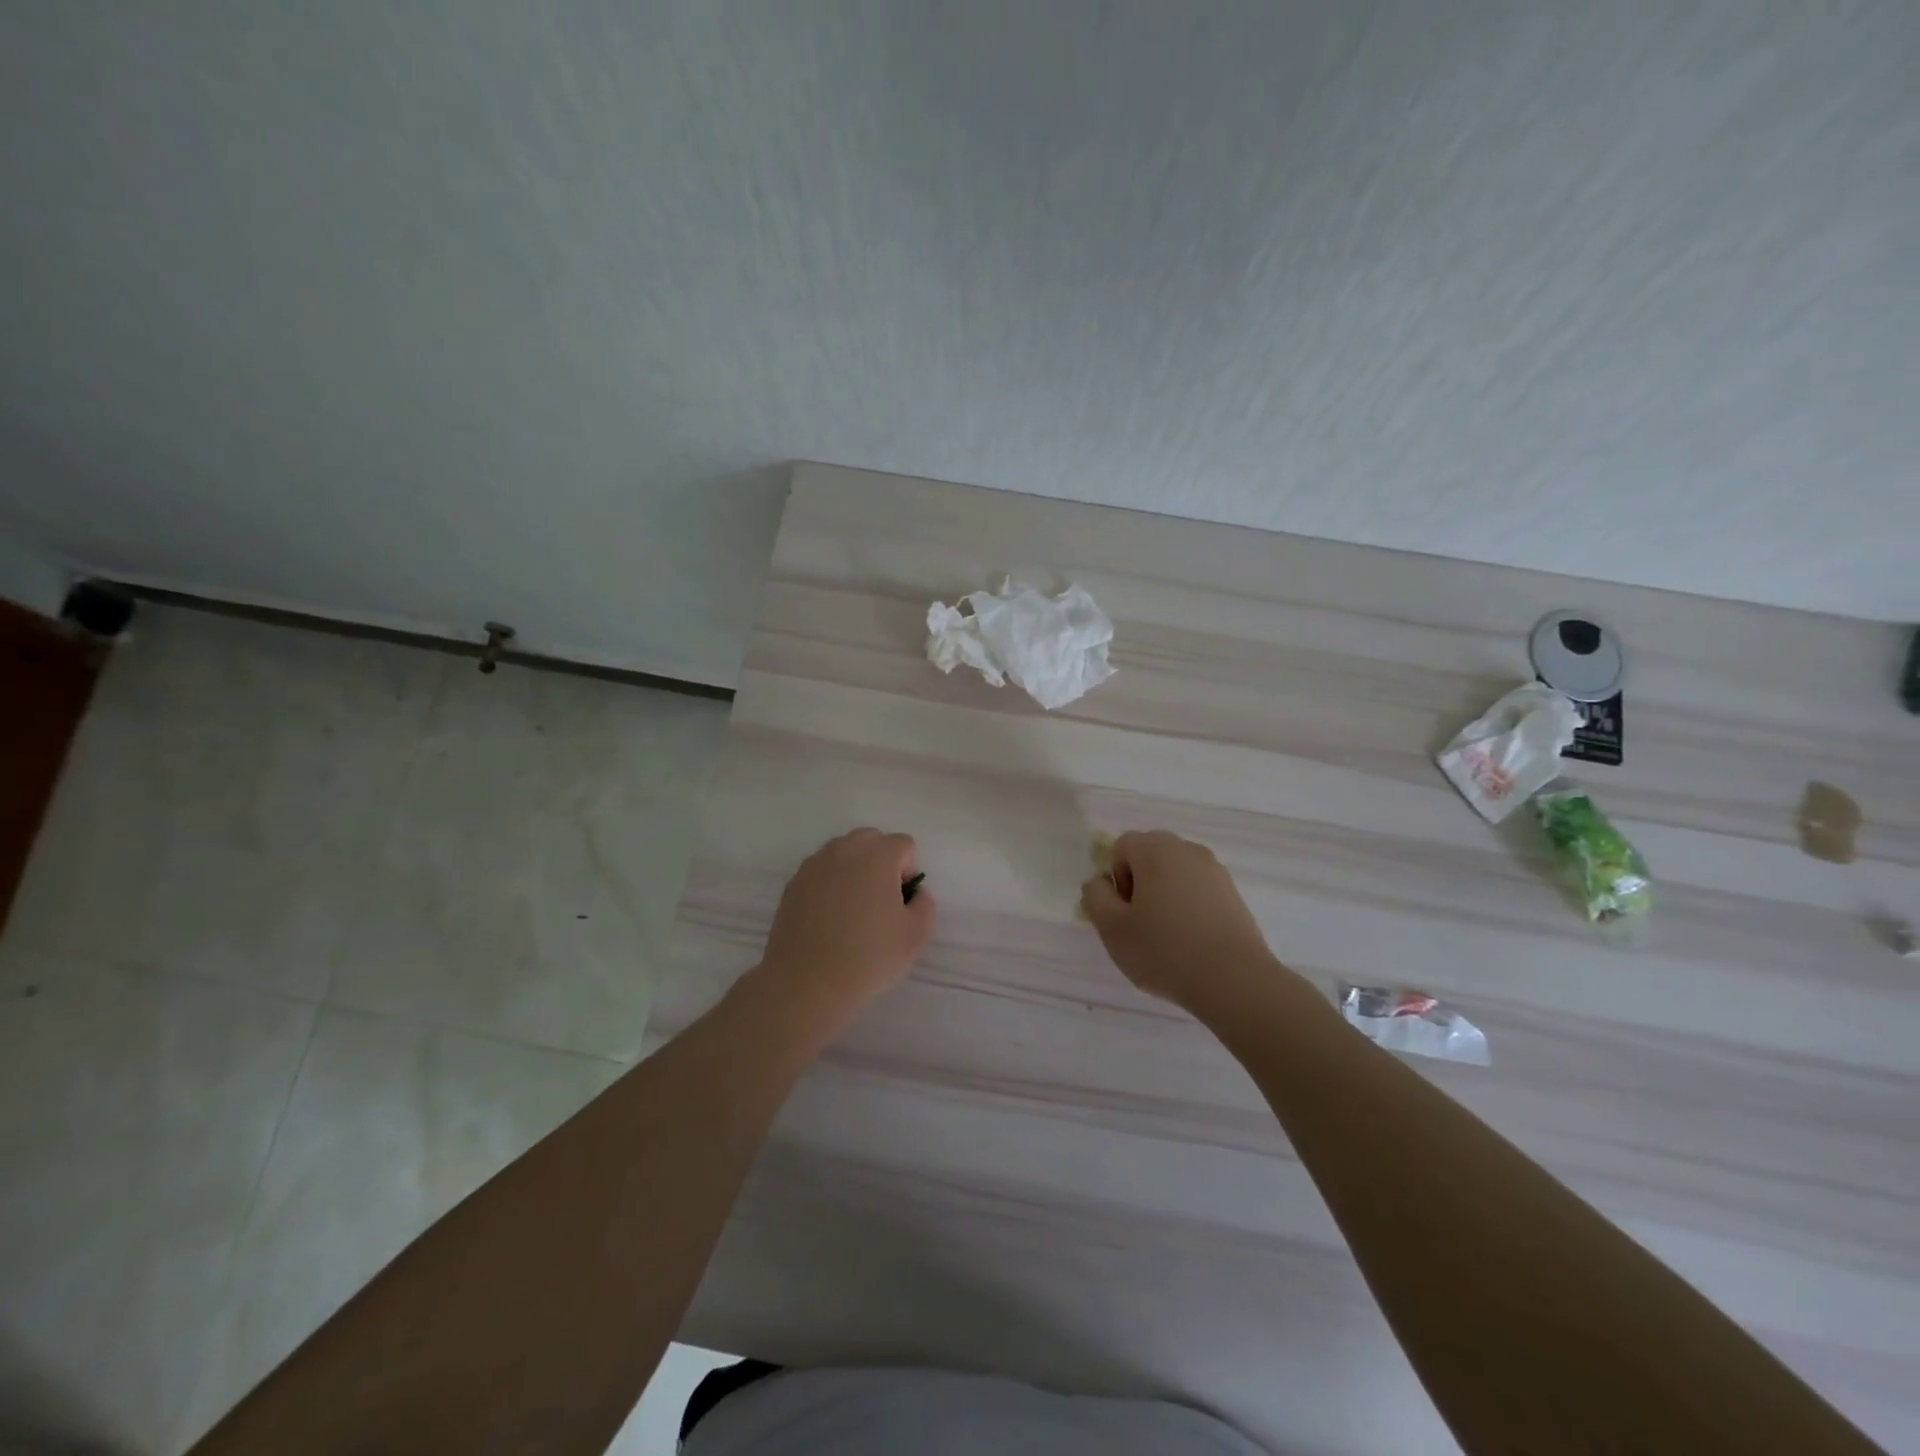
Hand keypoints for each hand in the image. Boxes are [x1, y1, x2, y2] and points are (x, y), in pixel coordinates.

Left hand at [755, 829, 934, 1029]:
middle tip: (880, 900)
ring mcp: (814, 865)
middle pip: (870, 839)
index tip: (901, 901)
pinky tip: (828, 917)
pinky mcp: (793, 884)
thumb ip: (925, 904)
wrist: (807, 982)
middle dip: (880, 861)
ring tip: (852, 908)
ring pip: (842, 852)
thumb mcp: (916, 935)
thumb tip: (915, 892)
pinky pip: (820, 871)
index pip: (903, 844)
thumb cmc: (869, 957)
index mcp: (877, 856)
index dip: (908, 871)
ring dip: (853, 869)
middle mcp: (844, 850)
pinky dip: (829, 884)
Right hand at [1081, 830, 1280, 1014]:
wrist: (1235, 981)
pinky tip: (1191, 940)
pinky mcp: (1233, 893)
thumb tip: (1101, 882)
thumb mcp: (1111, 928)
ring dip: (1164, 894)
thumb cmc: (1165, 951)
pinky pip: (1198, 889)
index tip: (1124, 911)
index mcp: (1155, 850)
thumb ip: (1095, 896)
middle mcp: (1187, 850)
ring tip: (1167, 935)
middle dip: (1139, 882)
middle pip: (1150, 854)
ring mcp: (1215, 870)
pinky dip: (1189, 906)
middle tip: (1140, 922)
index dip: (1115, 877)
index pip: (1122, 846)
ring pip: (1176, 872)